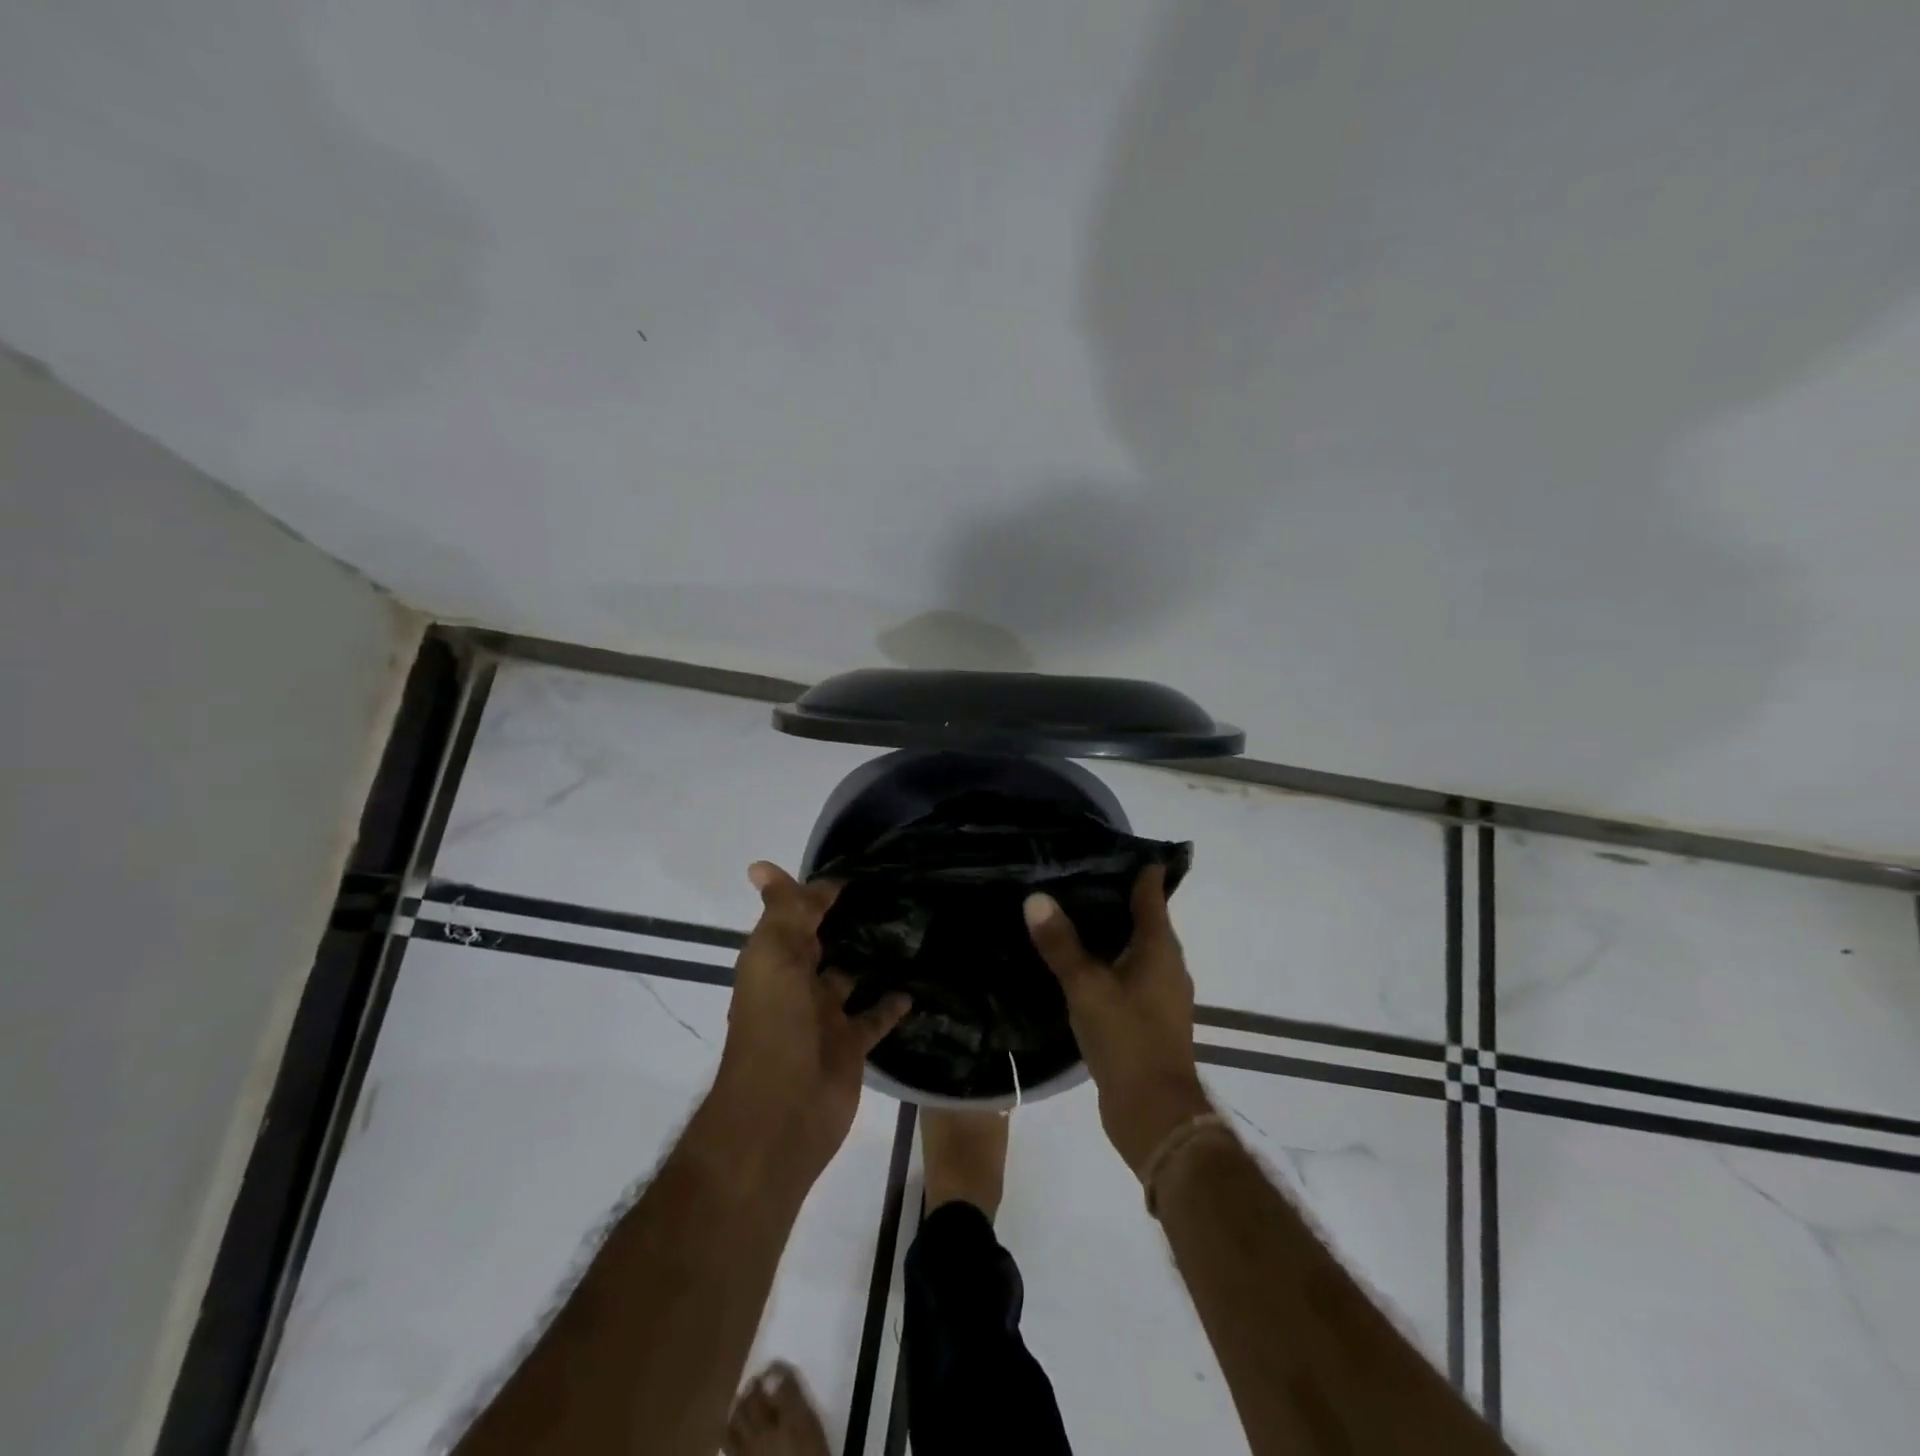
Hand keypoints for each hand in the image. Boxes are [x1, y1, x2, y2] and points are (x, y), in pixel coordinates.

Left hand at [712, 862, 910, 1178]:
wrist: (782, 1113)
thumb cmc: (775, 1024)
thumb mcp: (774, 956)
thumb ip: (782, 913)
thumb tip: (763, 866)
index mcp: (775, 959)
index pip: (796, 913)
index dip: (819, 891)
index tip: (858, 869)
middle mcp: (798, 984)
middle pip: (825, 943)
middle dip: (849, 920)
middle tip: (895, 891)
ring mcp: (826, 1016)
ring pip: (853, 976)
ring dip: (874, 957)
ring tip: (913, 927)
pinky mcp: (851, 1045)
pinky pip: (875, 1016)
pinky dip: (893, 1002)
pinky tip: (918, 982)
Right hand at [1025, 865, 1212, 1175]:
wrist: (1154, 1114)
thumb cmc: (1126, 1039)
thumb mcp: (1086, 987)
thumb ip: (1061, 944)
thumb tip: (1036, 898)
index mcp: (1160, 948)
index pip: (1151, 893)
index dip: (1136, 868)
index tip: (1109, 847)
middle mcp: (1167, 965)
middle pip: (1144, 919)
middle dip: (1115, 898)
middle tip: (1074, 876)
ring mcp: (1160, 994)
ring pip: (1135, 950)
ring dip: (1110, 933)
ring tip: (1070, 915)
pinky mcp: (1149, 1019)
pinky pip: (1128, 976)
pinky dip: (1108, 963)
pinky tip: (1079, 965)